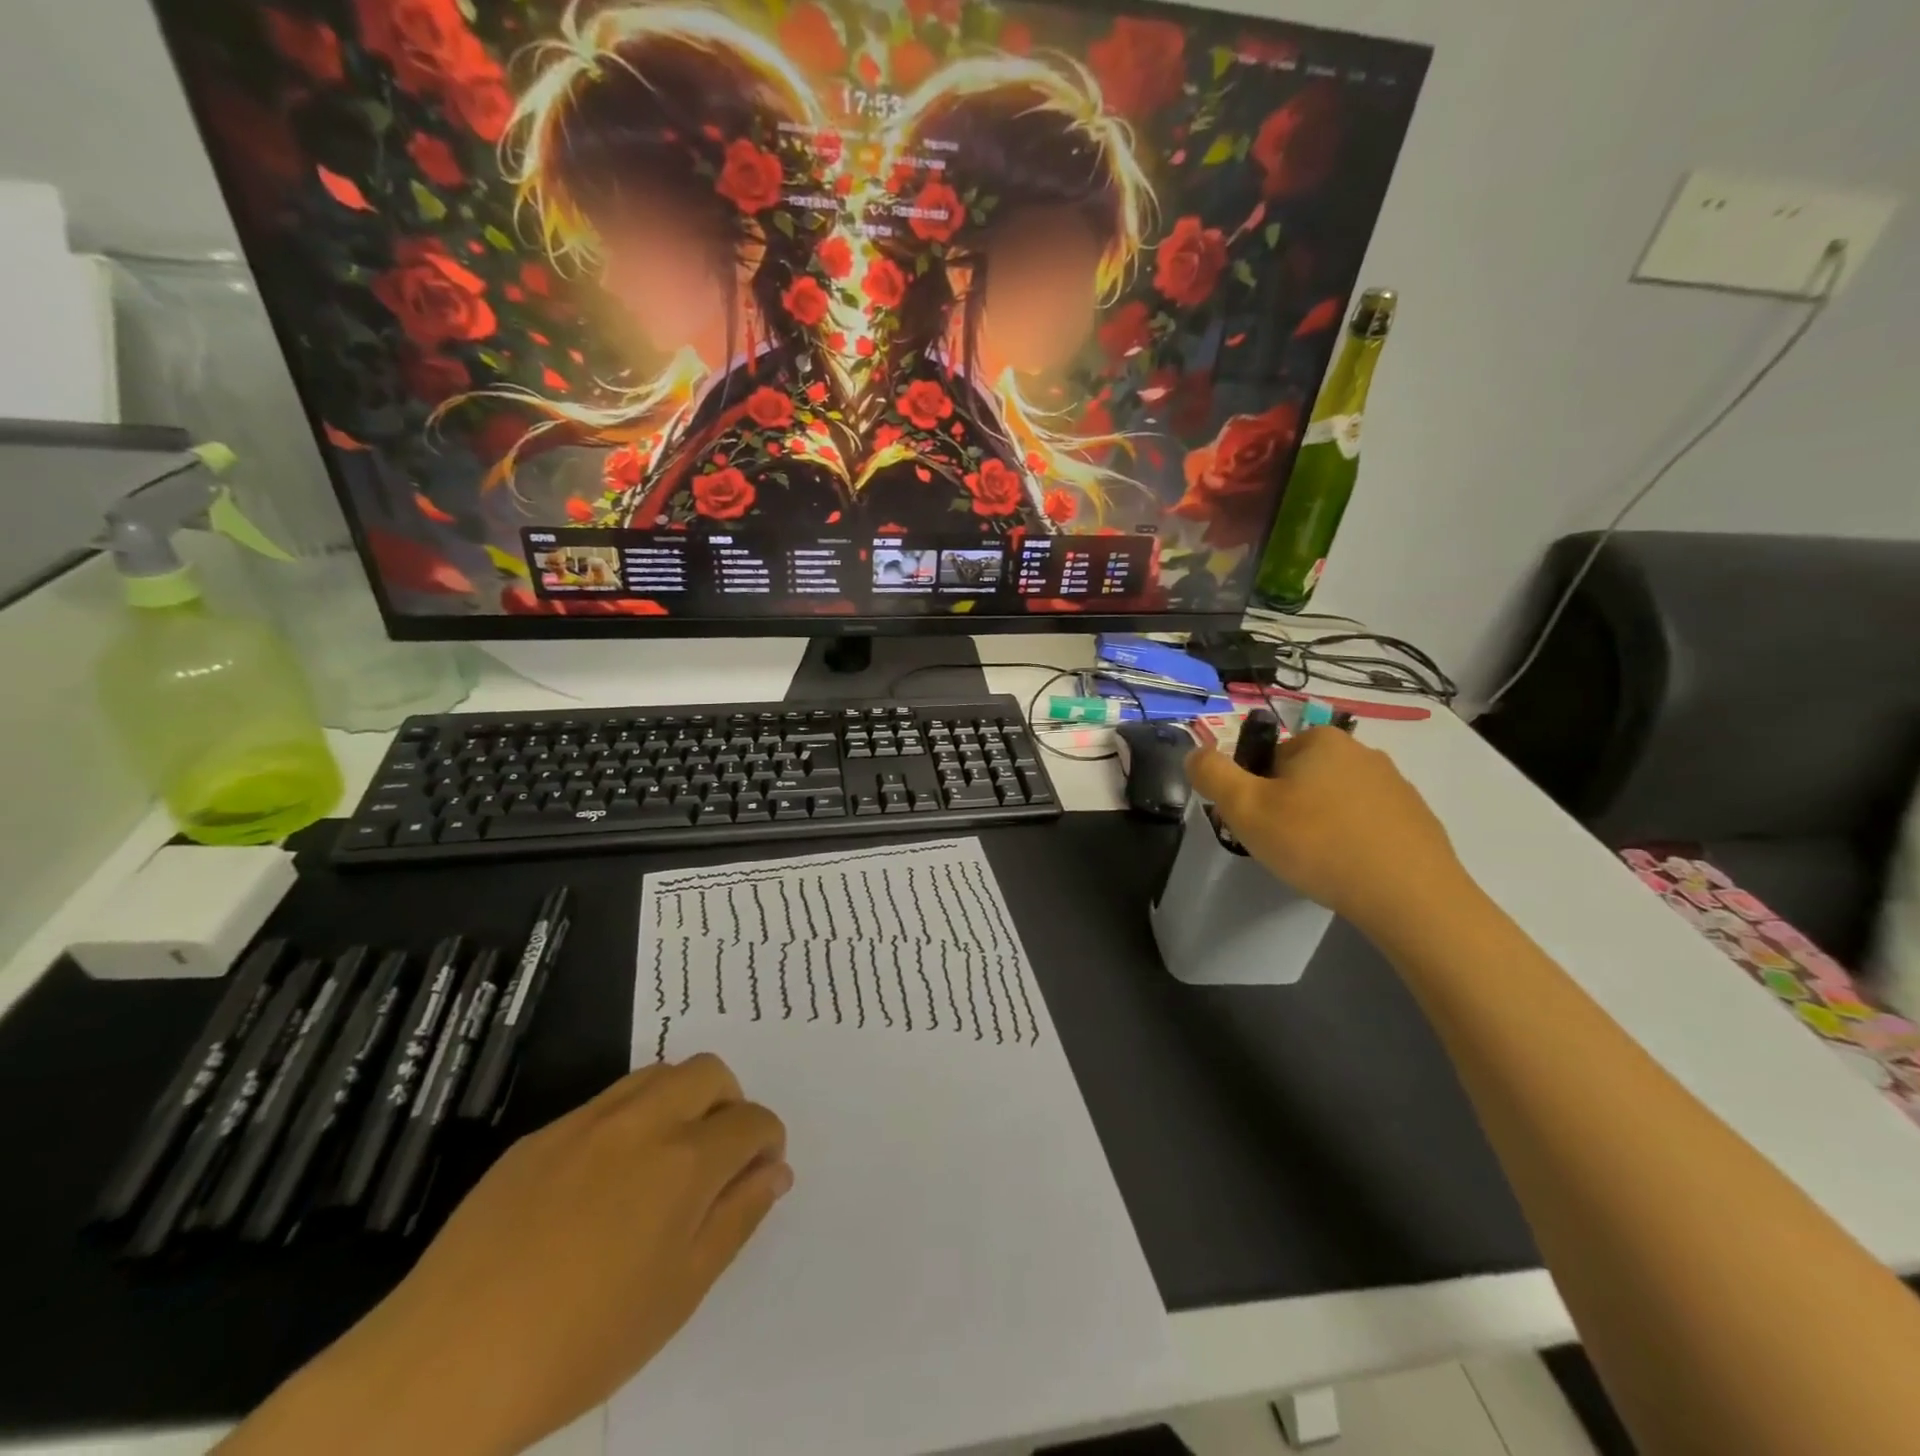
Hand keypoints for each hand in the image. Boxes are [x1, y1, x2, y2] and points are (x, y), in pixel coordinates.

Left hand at [223, 1055, 789, 1455]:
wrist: (440, 1367)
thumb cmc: (580, 1344)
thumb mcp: (679, 1293)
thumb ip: (736, 1218)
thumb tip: (774, 1171)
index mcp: (684, 1161)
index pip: (751, 1120)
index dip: (767, 1142)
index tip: (759, 1172)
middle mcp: (642, 1121)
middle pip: (710, 1072)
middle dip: (730, 1104)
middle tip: (718, 1159)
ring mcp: (586, 1122)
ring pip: (658, 1073)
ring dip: (682, 1100)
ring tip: (667, 1161)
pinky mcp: (540, 1135)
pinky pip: (605, 1102)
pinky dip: (631, 1119)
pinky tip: (604, 1183)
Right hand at [1185, 726, 1466, 932]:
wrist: (1410, 897)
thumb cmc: (1317, 844)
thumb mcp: (1245, 808)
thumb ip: (1211, 774)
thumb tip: (1196, 753)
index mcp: (1320, 740)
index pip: (1266, 758)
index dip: (1253, 793)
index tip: (1258, 827)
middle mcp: (1361, 751)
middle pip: (1300, 778)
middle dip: (1286, 808)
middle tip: (1282, 848)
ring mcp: (1395, 785)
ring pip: (1334, 802)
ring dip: (1319, 826)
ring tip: (1317, 864)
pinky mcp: (1417, 819)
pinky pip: (1367, 824)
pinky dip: (1352, 842)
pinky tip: (1350, 871)